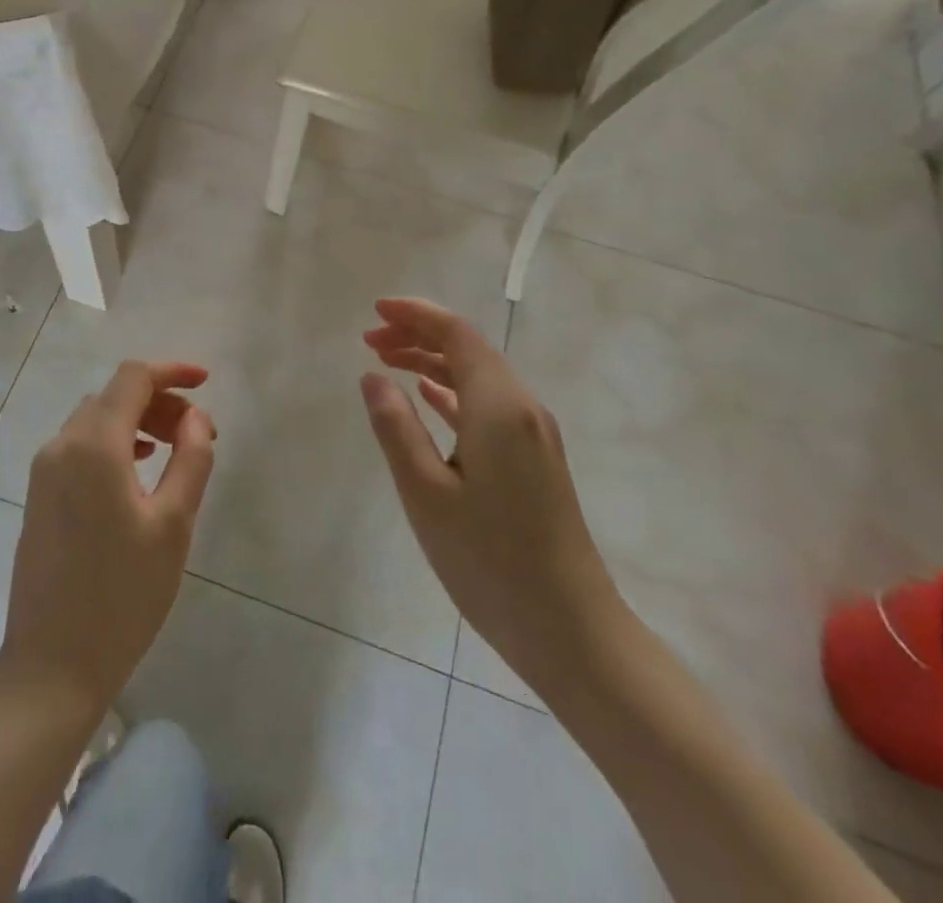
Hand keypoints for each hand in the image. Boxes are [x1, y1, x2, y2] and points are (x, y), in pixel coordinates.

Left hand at [0, 360, 215, 713]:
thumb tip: (196, 418)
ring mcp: (44, 470)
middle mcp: (62, 445)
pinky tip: (137, 469)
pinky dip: (114, 441)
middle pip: (115, 395)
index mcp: (94, 444)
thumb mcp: (173, 525)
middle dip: (160, 401)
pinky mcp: (38, 495)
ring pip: (96, 418)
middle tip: (199, 434)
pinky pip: (80, 444)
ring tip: (174, 449)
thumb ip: (191, 459)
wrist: (50, 666)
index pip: (134, 378)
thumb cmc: (122, 596)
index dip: (172, 371)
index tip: (206, 382)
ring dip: (137, 421)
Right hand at [360, 297, 619, 686]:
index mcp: (498, 406)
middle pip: (468, 348)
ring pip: (478, 375)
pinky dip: (452, 391)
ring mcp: (533, 434)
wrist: (571, 630)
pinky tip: (428, 396)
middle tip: (370, 340)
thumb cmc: (490, 562)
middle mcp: (522, 407)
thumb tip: (373, 376)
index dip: (415, 315)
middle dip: (419, 334)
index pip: (457, 334)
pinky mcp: (534, 459)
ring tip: (387, 361)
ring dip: (433, 361)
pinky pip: (487, 405)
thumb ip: (396, 427)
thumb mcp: (426, 494)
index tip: (374, 312)